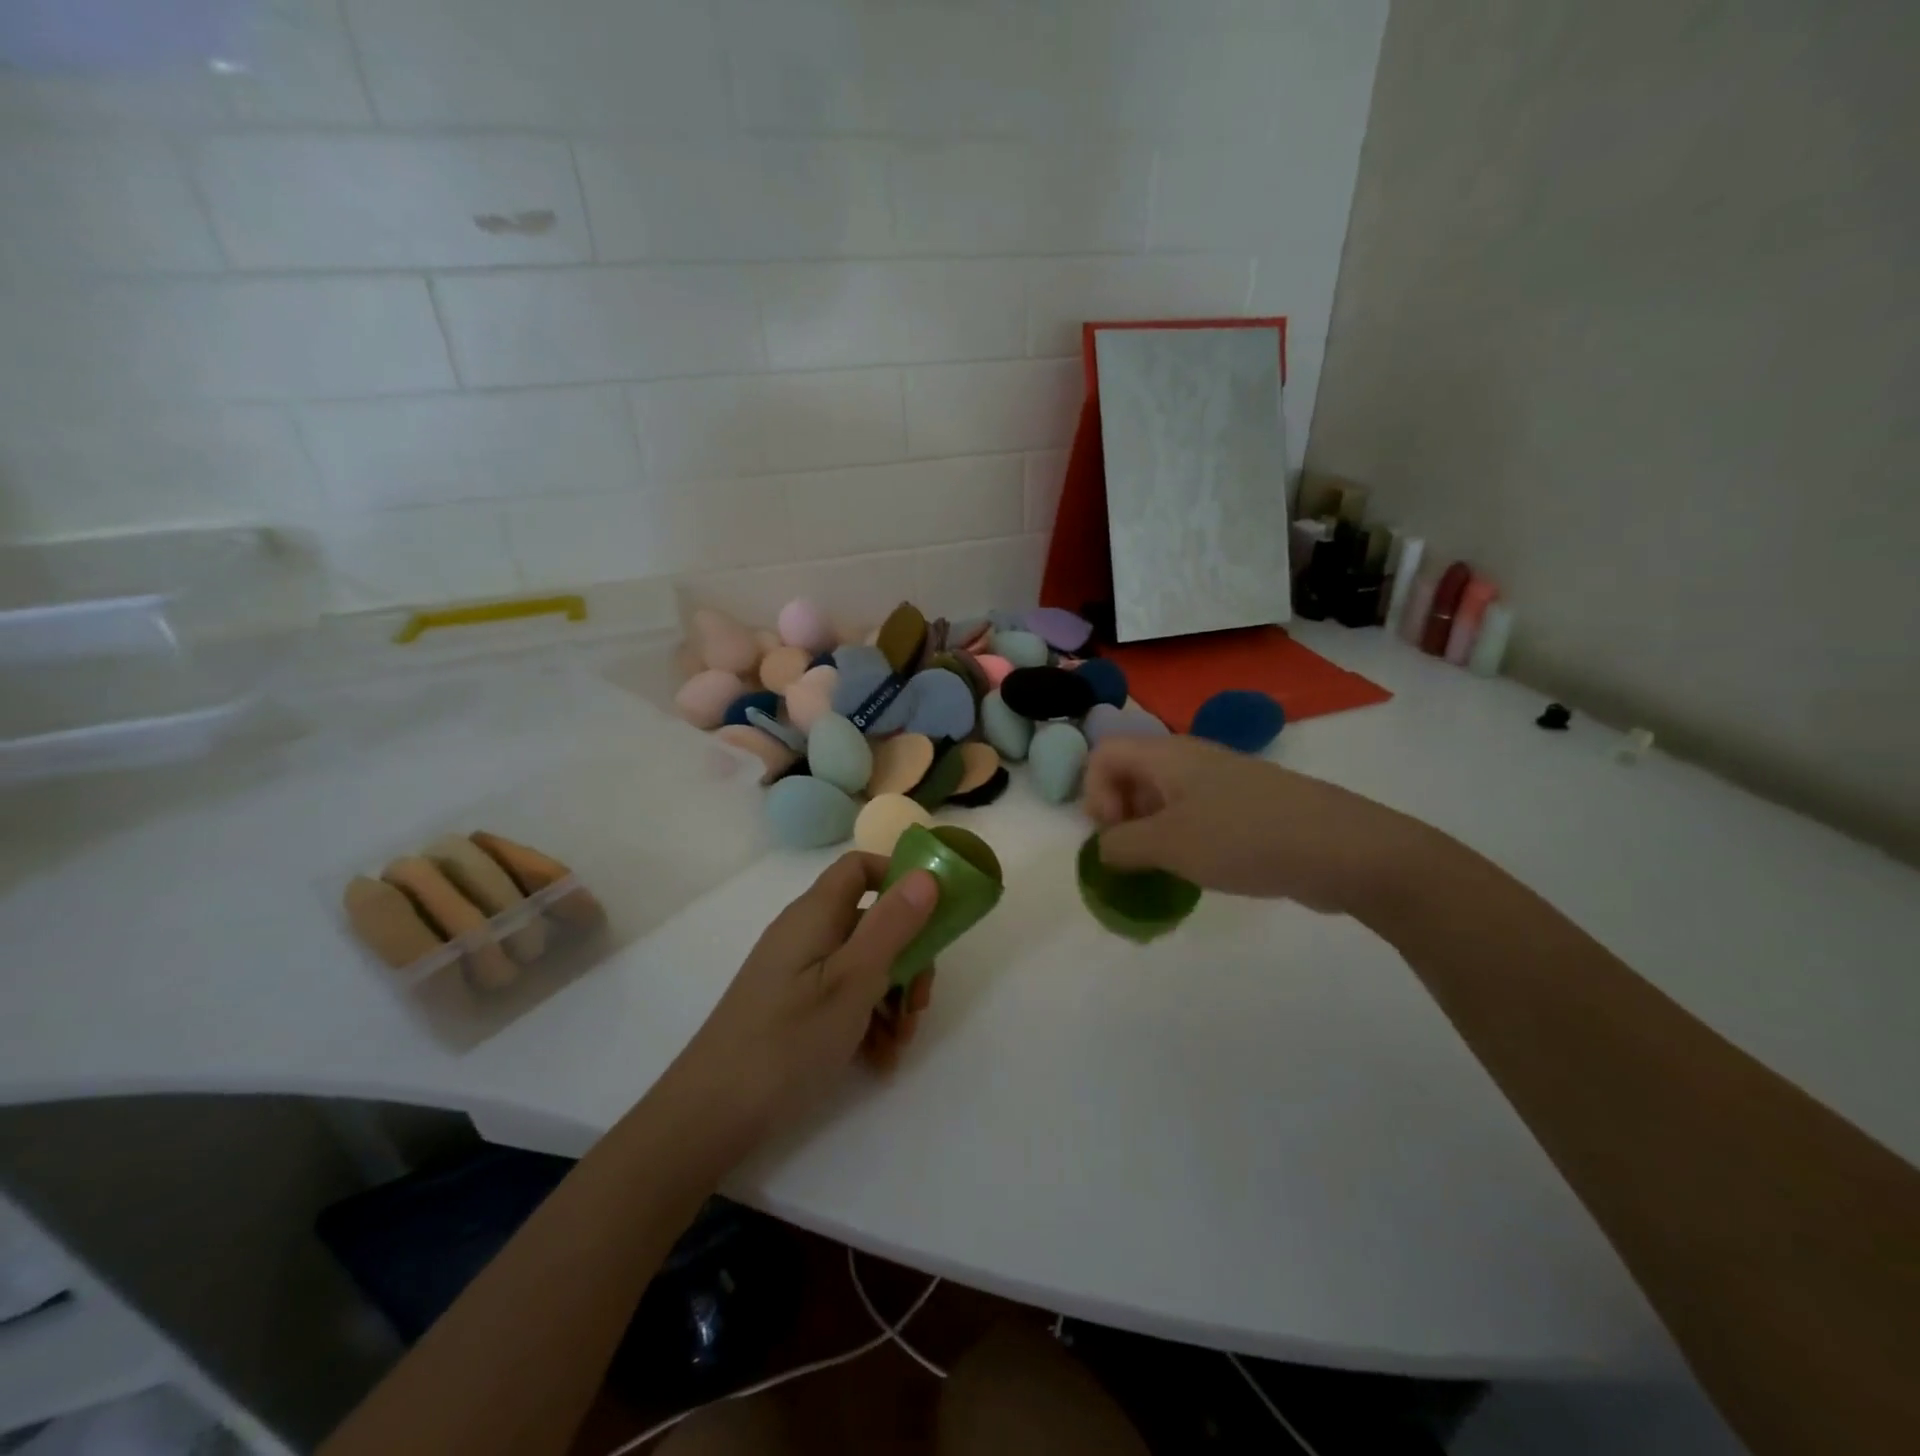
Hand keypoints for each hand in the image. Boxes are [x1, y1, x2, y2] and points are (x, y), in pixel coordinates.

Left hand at [665, 853, 939, 1139]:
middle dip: (907, 959)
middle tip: (921, 1004)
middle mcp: (807, 934)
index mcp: (816, 914)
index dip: (898, 879)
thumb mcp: (853, 980)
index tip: (933, 914)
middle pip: (871, 922)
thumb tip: (926, 873)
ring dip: (893, 998)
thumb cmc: (788, 1039)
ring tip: (901, 1044)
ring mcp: (799, 972)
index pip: (860, 868)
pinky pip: (843, 997)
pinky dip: (868, 1021)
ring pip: (863, 965)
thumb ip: (893, 925)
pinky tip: (880, 1060)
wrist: (710, 1115)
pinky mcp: (794, 1007)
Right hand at [1083, 735, 1423, 914]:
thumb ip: (1120, 846)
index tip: (1114, 835)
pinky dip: (1183, 839)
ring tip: (1164, 870)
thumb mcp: (1168, 845)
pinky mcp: (1246, 806)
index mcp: (1167, 755)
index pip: (1103, 754)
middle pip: (1131, 774)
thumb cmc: (1243, 838)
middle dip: (1120, 815)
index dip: (1093, 793)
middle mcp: (1191, 759)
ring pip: (1164, 797)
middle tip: (1134, 857)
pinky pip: (1196, 814)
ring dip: (1151, 832)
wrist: (1342, 848)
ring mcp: (1222, 782)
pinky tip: (1201, 870)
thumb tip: (1104, 849)